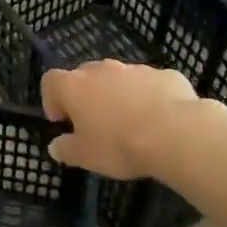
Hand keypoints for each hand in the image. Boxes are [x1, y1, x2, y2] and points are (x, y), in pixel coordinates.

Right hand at [42, 61, 209, 179]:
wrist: (176, 134)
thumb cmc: (120, 145)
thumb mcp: (86, 157)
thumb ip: (66, 149)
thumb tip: (56, 146)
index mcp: (74, 86)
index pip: (50, 81)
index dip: (52, 99)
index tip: (62, 121)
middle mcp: (101, 70)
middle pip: (85, 76)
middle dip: (87, 96)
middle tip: (96, 124)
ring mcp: (134, 69)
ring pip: (119, 79)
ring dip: (119, 95)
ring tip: (131, 124)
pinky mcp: (164, 74)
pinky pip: (150, 84)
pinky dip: (149, 97)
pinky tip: (160, 121)